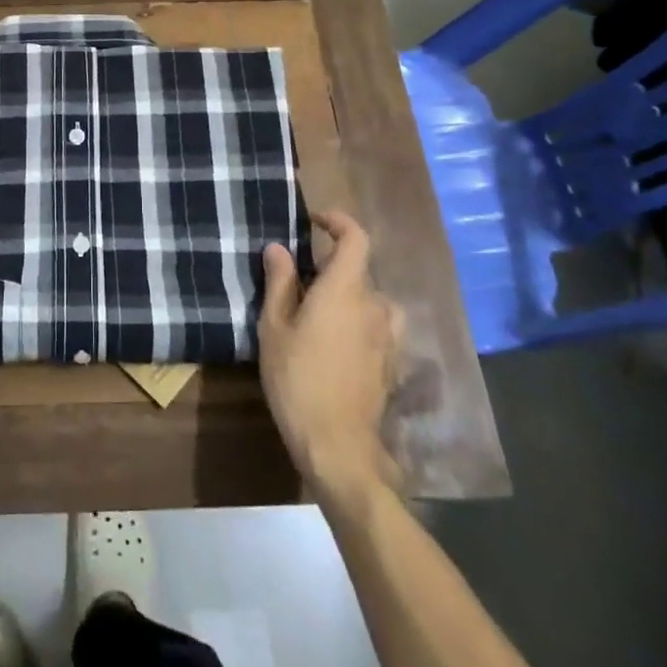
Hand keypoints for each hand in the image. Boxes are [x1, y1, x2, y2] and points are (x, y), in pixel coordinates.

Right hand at [259, 210, 404, 498]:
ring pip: (369, 299)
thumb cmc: (297, 379)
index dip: (339, 222)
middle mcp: (375, 305)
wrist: (337, 444)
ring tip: (316, 314)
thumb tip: (278, 247)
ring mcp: (389, 336)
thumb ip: (280, 283)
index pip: (355, 238)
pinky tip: (334, 345)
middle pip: (358, 271)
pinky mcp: (392, 361)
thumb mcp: (274, 327)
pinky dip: (357, 322)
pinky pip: (376, 326)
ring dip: (346, 297)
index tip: (315, 221)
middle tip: (298, 283)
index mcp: (345, 290)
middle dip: (330, 268)